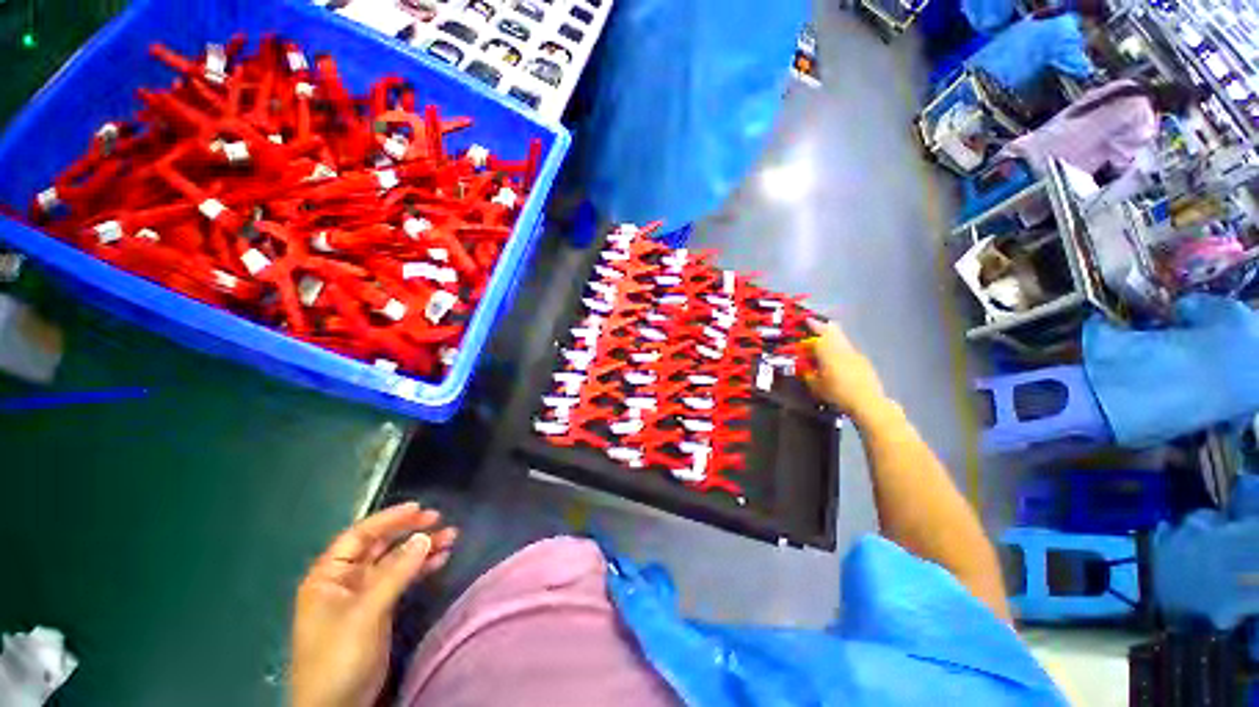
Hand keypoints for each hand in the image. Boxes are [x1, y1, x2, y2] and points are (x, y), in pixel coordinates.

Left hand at [290, 502, 457, 706]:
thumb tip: (424, 537)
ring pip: (395, 562)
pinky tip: (440, 560)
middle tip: (439, 520)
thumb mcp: (366, 613)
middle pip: (380, 546)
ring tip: (450, 537)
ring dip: (421, 549)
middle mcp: (345, 580)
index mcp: (329, 576)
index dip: (388, 519)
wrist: (338, 706)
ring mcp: (363, 596)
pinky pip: (402, 579)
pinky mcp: (378, 609)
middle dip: (410, 532)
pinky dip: (420, 568)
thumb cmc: (338, 655)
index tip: (418, 508)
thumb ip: (395, 574)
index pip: (359, 536)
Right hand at [801, 318, 889, 421]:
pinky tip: (836, 358)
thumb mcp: (816, 386)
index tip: (806, 319)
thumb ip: (808, 374)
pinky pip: (847, 348)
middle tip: (815, 325)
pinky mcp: (863, 361)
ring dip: (832, 337)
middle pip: (833, 330)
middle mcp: (842, 348)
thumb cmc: (838, 393)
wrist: (868, 402)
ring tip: (823, 342)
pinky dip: (839, 347)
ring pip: (841, 338)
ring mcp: (855, 353)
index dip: (812, 325)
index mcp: (828, 351)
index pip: (818, 333)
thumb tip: (804, 369)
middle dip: (823, 326)